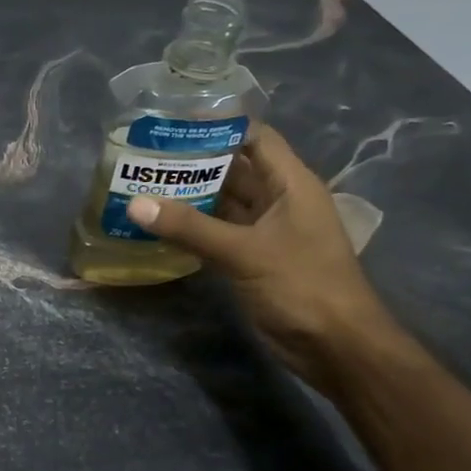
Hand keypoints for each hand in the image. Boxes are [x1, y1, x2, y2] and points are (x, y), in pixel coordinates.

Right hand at [125, 125, 394, 387]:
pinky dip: (191, 228)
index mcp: (290, 184)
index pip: (255, 138)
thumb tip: (135, 204)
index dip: (220, 126)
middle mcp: (278, 201)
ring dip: (189, 196)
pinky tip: (157, 224)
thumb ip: (190, 227)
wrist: (335, 347)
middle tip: (146, 154)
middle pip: (234, 169)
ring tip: (143, 183)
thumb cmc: (302, 285)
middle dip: (194, 162)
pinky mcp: (251, 260)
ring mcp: (264, 232)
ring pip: (222, 203)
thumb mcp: (245, 252)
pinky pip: (216, 234)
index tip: (174, 122)